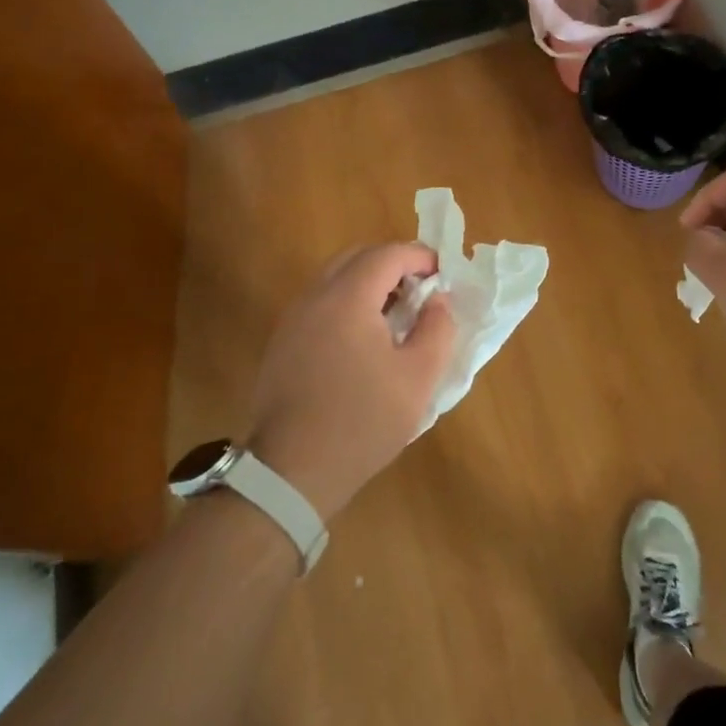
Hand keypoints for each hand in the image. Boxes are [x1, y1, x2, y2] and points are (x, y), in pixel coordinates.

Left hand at [247, 244, 453, 519]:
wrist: (292, 470)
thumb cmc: (362, 421)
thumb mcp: (418, 378)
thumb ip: (437, 329)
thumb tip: (438, 301)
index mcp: (347, 298)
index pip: (388, 254)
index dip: (420, 256)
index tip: (444, 274)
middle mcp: (314, 297)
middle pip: (357, 257)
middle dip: (393, 264)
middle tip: (421, 290)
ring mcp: (292, 319)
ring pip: (334, 278)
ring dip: (368, 282)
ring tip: (396, 315)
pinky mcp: (282, 342)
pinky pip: (319, 303)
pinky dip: (347, 303)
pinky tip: (364, 340)